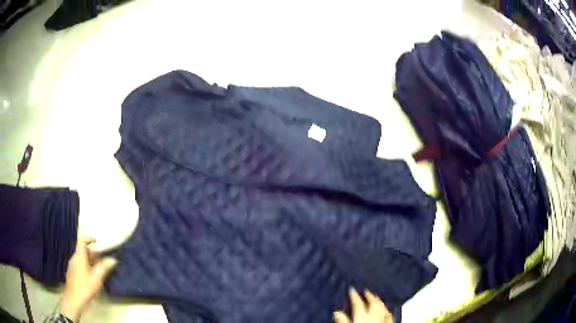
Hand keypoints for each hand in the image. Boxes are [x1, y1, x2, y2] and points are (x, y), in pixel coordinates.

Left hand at [61, 237, 117, 321]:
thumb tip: (113, 259)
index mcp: (79, 255)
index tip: (97, 241)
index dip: (89, 239)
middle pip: (83, 250)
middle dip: (93, 253)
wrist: (74, 299)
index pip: (82, 241)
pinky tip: (93, 276)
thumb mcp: (97, 278)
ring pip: (82, 258)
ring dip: (90, 260)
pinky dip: (87, 266)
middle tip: (103, 258)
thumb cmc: (85, 287)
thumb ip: (104, 267)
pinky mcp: (72, 273)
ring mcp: (72, 265)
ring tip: (100, 268)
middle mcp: (74, 258)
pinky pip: (80, 264)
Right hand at [333, 288, 393, 322]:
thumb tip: (337, 313)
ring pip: (382, 307)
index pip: (358, 303)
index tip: (352, 289)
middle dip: (369, 296)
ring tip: (377, 297)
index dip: (354, 296)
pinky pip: (390, 316)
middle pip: (373, 303)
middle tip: (366, 291)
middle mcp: (374, 316)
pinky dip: (387, 311)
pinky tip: (388, 310)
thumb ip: (342, 321)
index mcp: (362, 316)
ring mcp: (383, 320)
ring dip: (379, 301)